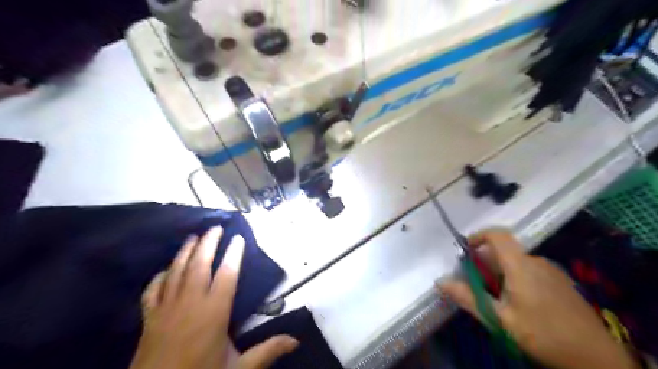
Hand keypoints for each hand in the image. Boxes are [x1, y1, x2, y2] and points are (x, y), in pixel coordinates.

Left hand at [130, 226, 299, 368]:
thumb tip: (295, 341)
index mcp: (214, 313)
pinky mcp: (148, 319)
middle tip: (215, 228)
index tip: (238, 238)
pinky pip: (152, 291)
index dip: (234, 254)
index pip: (227, 275)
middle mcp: (190, 304)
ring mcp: (166, 309)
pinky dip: (159, 277)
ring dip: (185, 252)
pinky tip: (165, 270)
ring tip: (193, 237)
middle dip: (208, 244)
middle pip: (199, 265)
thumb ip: (267, 352)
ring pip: (176, 272)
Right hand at [435, 229, 639, 368]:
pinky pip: (530, 271)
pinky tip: (519, 304)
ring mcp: (552, 271)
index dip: (478, 235)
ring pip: (516, 263)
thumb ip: (468, 297)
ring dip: (500, 273)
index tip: (464, 250)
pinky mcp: (560, 281)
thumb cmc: (543, 335)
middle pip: (504, 252)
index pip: (498, 235)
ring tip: (497, 300)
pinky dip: (515, 278)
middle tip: (478, 287)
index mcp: (521, 266)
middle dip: (485, 264)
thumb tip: (440, 281)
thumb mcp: (500, 320)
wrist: (597, 359)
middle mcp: (537, 262)